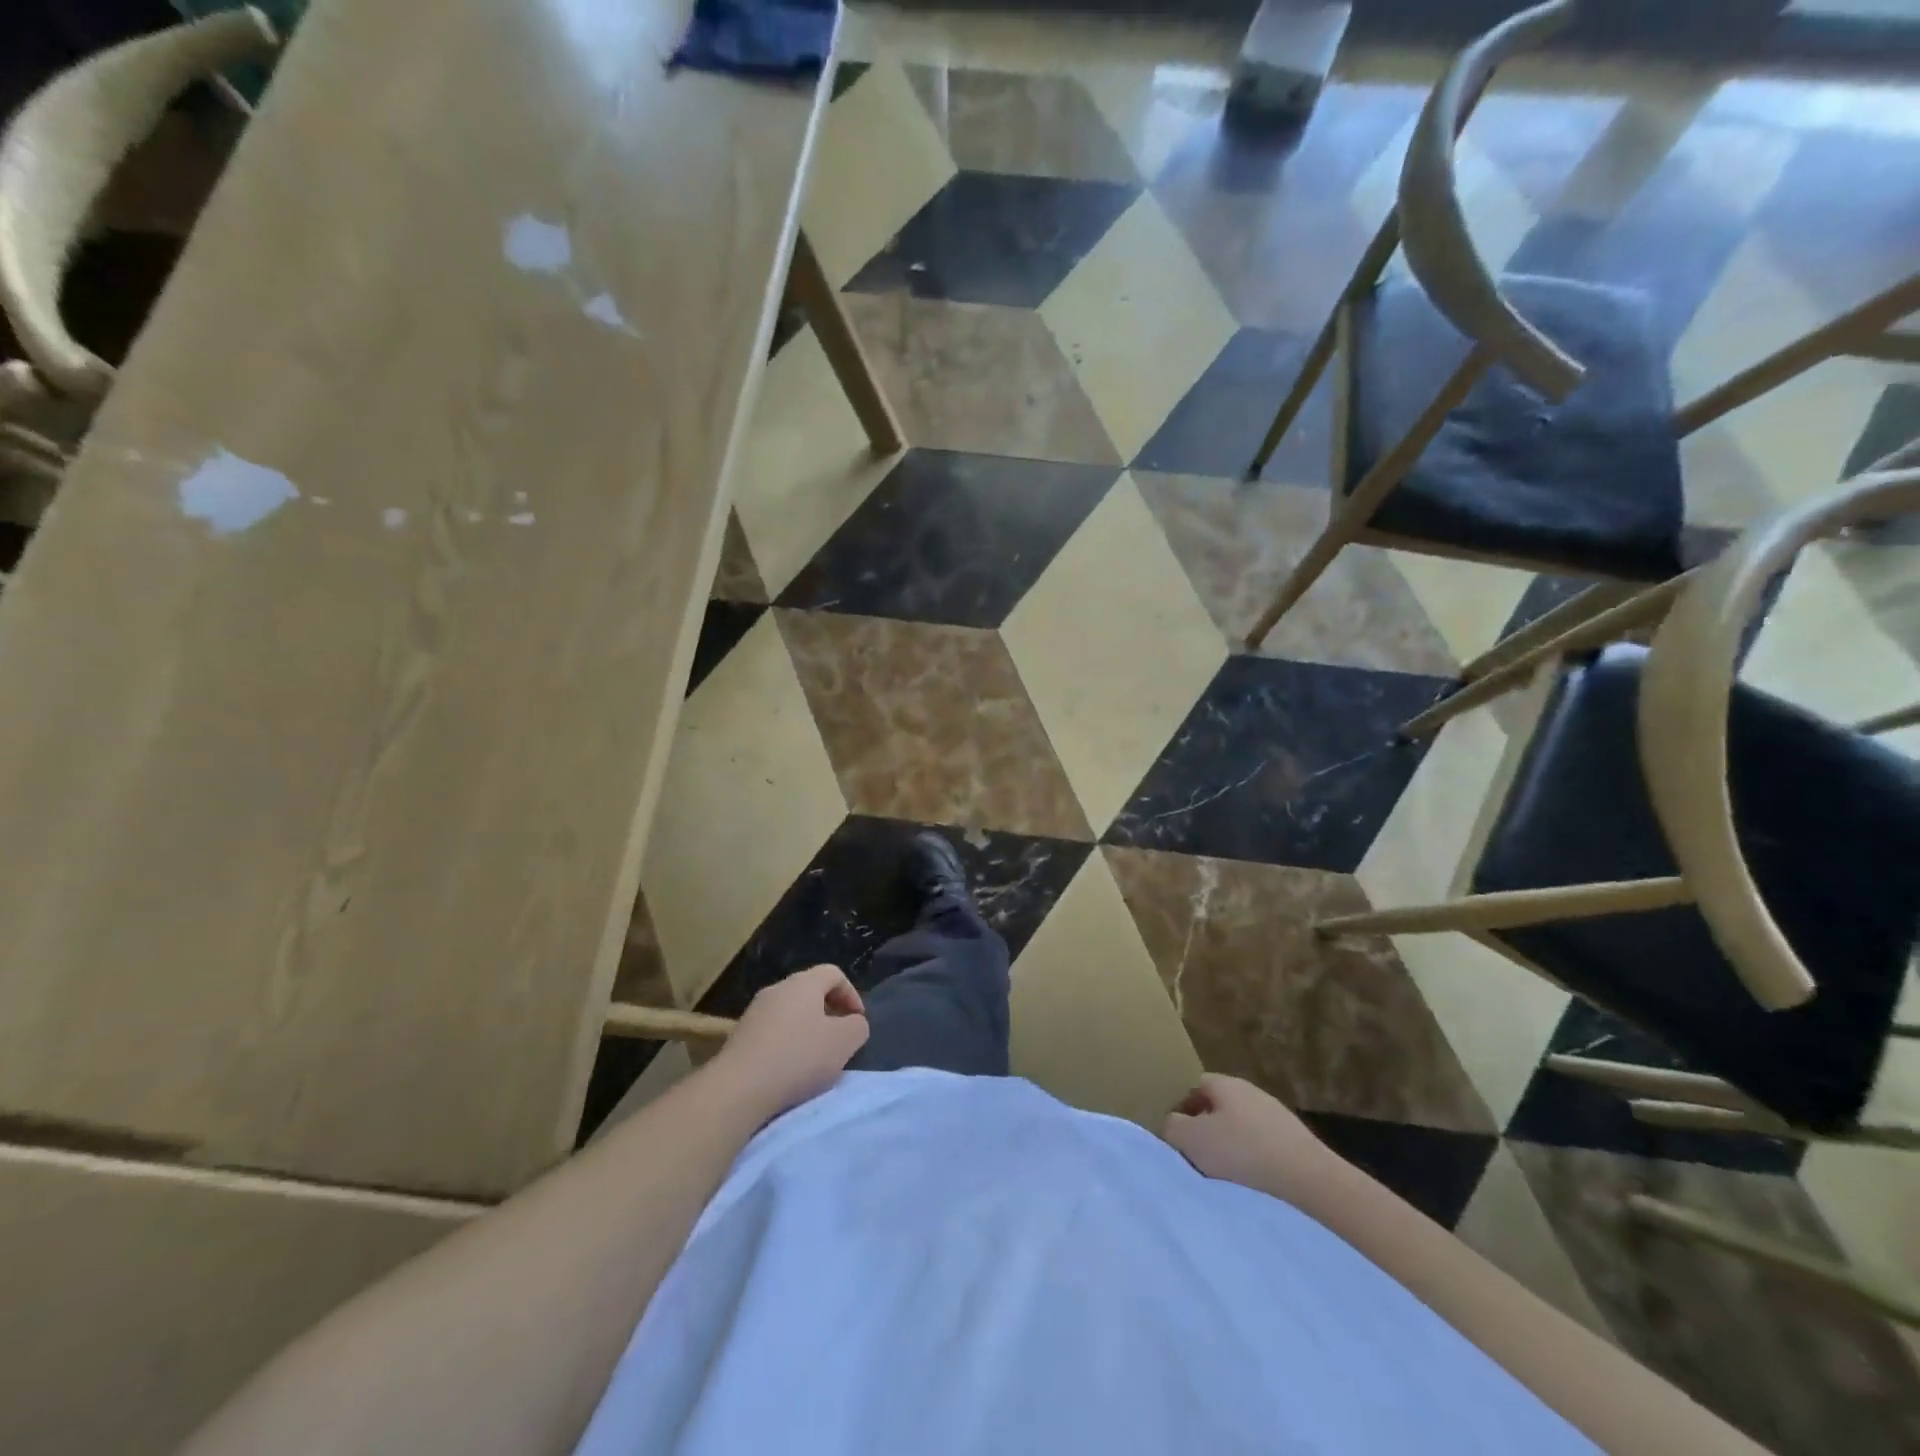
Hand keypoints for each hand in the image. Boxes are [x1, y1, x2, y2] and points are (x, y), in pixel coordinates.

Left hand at [714, 964, 869, 1117]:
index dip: (851, 994)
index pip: (833, 973)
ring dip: (807, 1029)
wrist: (738, 1088)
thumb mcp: (844, 1042)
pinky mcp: (739, 1036)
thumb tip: (852, 1023)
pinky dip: (786, 1044)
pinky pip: (772, 1031)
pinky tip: (788, 1070)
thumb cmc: (798, 1057)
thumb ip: (857, 1027)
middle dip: (829, 1012)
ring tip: (814, 1058)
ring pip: (790, 1012)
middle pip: (810, 991)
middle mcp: (776, 989)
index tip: (857, 1022)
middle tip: (839, 1039)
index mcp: (803, 983)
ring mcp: (754, 1012)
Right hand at [1161, 1074, 1339, 1202]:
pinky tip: (1253, 1186)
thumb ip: (1172, 1127)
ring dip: (1231, 1150)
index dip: (1179, 1109)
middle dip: (1205, 1131)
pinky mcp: (1298, 1145)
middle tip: (1196, 1159)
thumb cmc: (1243, 1154)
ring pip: (1242, 1129)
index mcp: (1225, 1083)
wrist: (1312, 1184)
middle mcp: (1252, 1092)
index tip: (1174, 1138)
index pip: (1192, 1086)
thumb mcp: (1191, 1140)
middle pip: (1218, 1108)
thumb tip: (1172, 1126)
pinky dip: (1254, 1165)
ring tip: (1224, 1179)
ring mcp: (1279, 1117)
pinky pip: (1265, 1149)